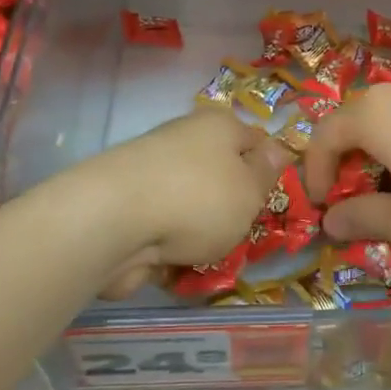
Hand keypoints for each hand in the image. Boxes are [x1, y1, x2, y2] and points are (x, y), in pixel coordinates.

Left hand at [83, 108, 288, 292]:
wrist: (113, 222)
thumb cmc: (199, 199)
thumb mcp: (250, 190)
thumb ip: (267, 173)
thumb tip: (277, 149)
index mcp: (218, 125)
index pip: (255, 140)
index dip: (268, 169)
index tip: (273, 201)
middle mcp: (184, 139)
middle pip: (221, 174)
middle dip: (232, 206)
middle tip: (243, 234)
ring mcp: (152, 171)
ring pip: (192, 204)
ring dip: (200, 231)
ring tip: (207, 256)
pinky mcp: (128, 204)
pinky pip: (162, 226)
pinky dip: (169, 245)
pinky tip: (174, 264)